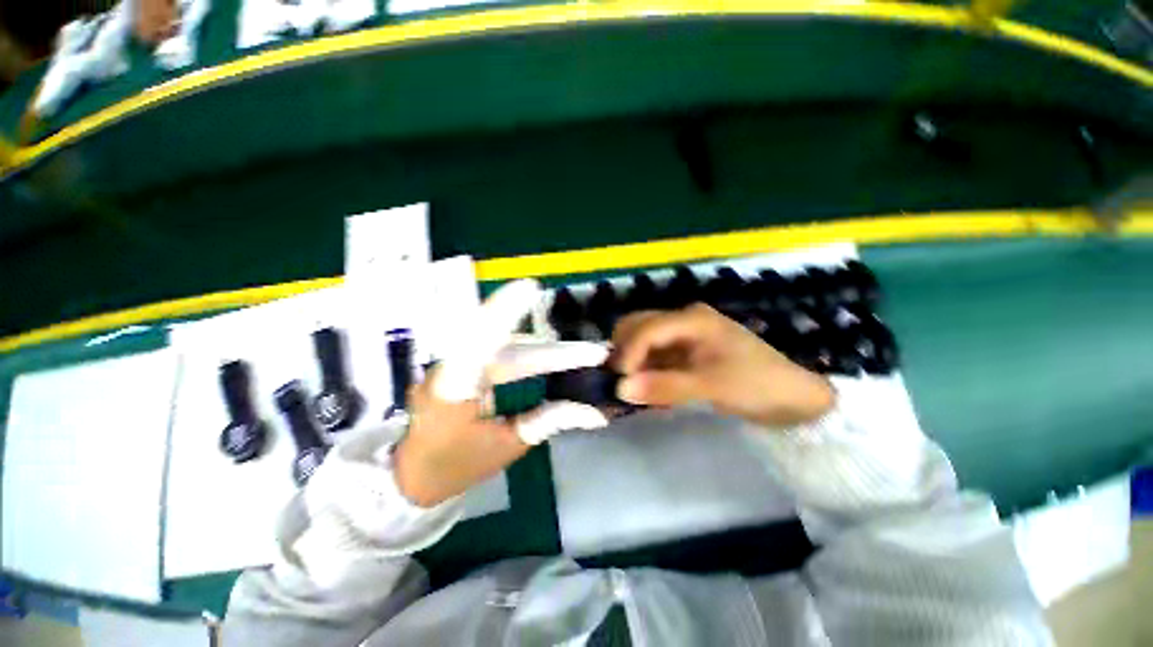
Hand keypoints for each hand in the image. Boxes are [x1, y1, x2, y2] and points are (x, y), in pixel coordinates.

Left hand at [394, 280, 609, 506]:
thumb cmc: (457, 466)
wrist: (412, 477)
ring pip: (505, 347)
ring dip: (542, 350)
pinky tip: (548, 355)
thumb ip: (549, 420)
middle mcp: (450, 367)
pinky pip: (496, 350)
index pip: (478, 342)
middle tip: (592, 353)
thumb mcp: (508, 446)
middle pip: (509, 349)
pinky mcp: (459, 364)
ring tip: (577, 357)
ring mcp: (452, 364)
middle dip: (553, 351)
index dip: (503, 312)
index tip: (530, 288)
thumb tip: (595, 413)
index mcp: (453, 389)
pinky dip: (525, 351)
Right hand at [611, 303, 834, 426]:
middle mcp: (683, 321)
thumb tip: (620, 389)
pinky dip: (645, 371)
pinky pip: (654, 356)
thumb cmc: (756, 384)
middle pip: (638, 326)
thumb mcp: (711, 386)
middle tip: (619, 381)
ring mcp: (683, 335)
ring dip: (632, 363)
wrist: (793, 398)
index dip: (628, 353)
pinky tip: (648, 390)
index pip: (646, 329)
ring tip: (631, 389)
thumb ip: (664, 386)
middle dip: (623, 352)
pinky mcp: (685, 352)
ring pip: (643, 341)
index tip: (619, 382)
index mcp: (691, 319)